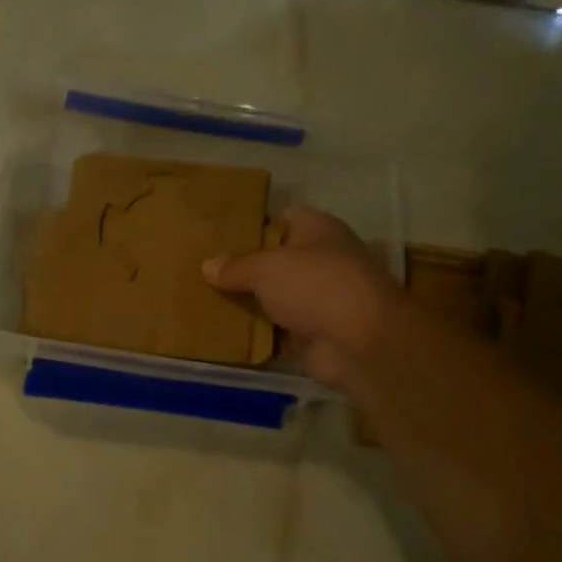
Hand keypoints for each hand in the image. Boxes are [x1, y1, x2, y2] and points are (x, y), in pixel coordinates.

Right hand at [203, 206, 397, 386]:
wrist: (359, 342)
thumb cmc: (316, 286)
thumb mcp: (267, 267)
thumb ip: (235, 266)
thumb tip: (208, 266)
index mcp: (317, 230)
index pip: (281, 219)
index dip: (252, 226)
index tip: (217, 236)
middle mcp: (320, 261)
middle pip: (274, 261)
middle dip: (242, 268)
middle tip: (202, 271)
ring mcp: (316, 299)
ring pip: (272, 297)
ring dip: (246, 303)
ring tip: (203, 301)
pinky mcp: (310, 333)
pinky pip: (274, 330)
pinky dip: (254, 333)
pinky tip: (222, 332)